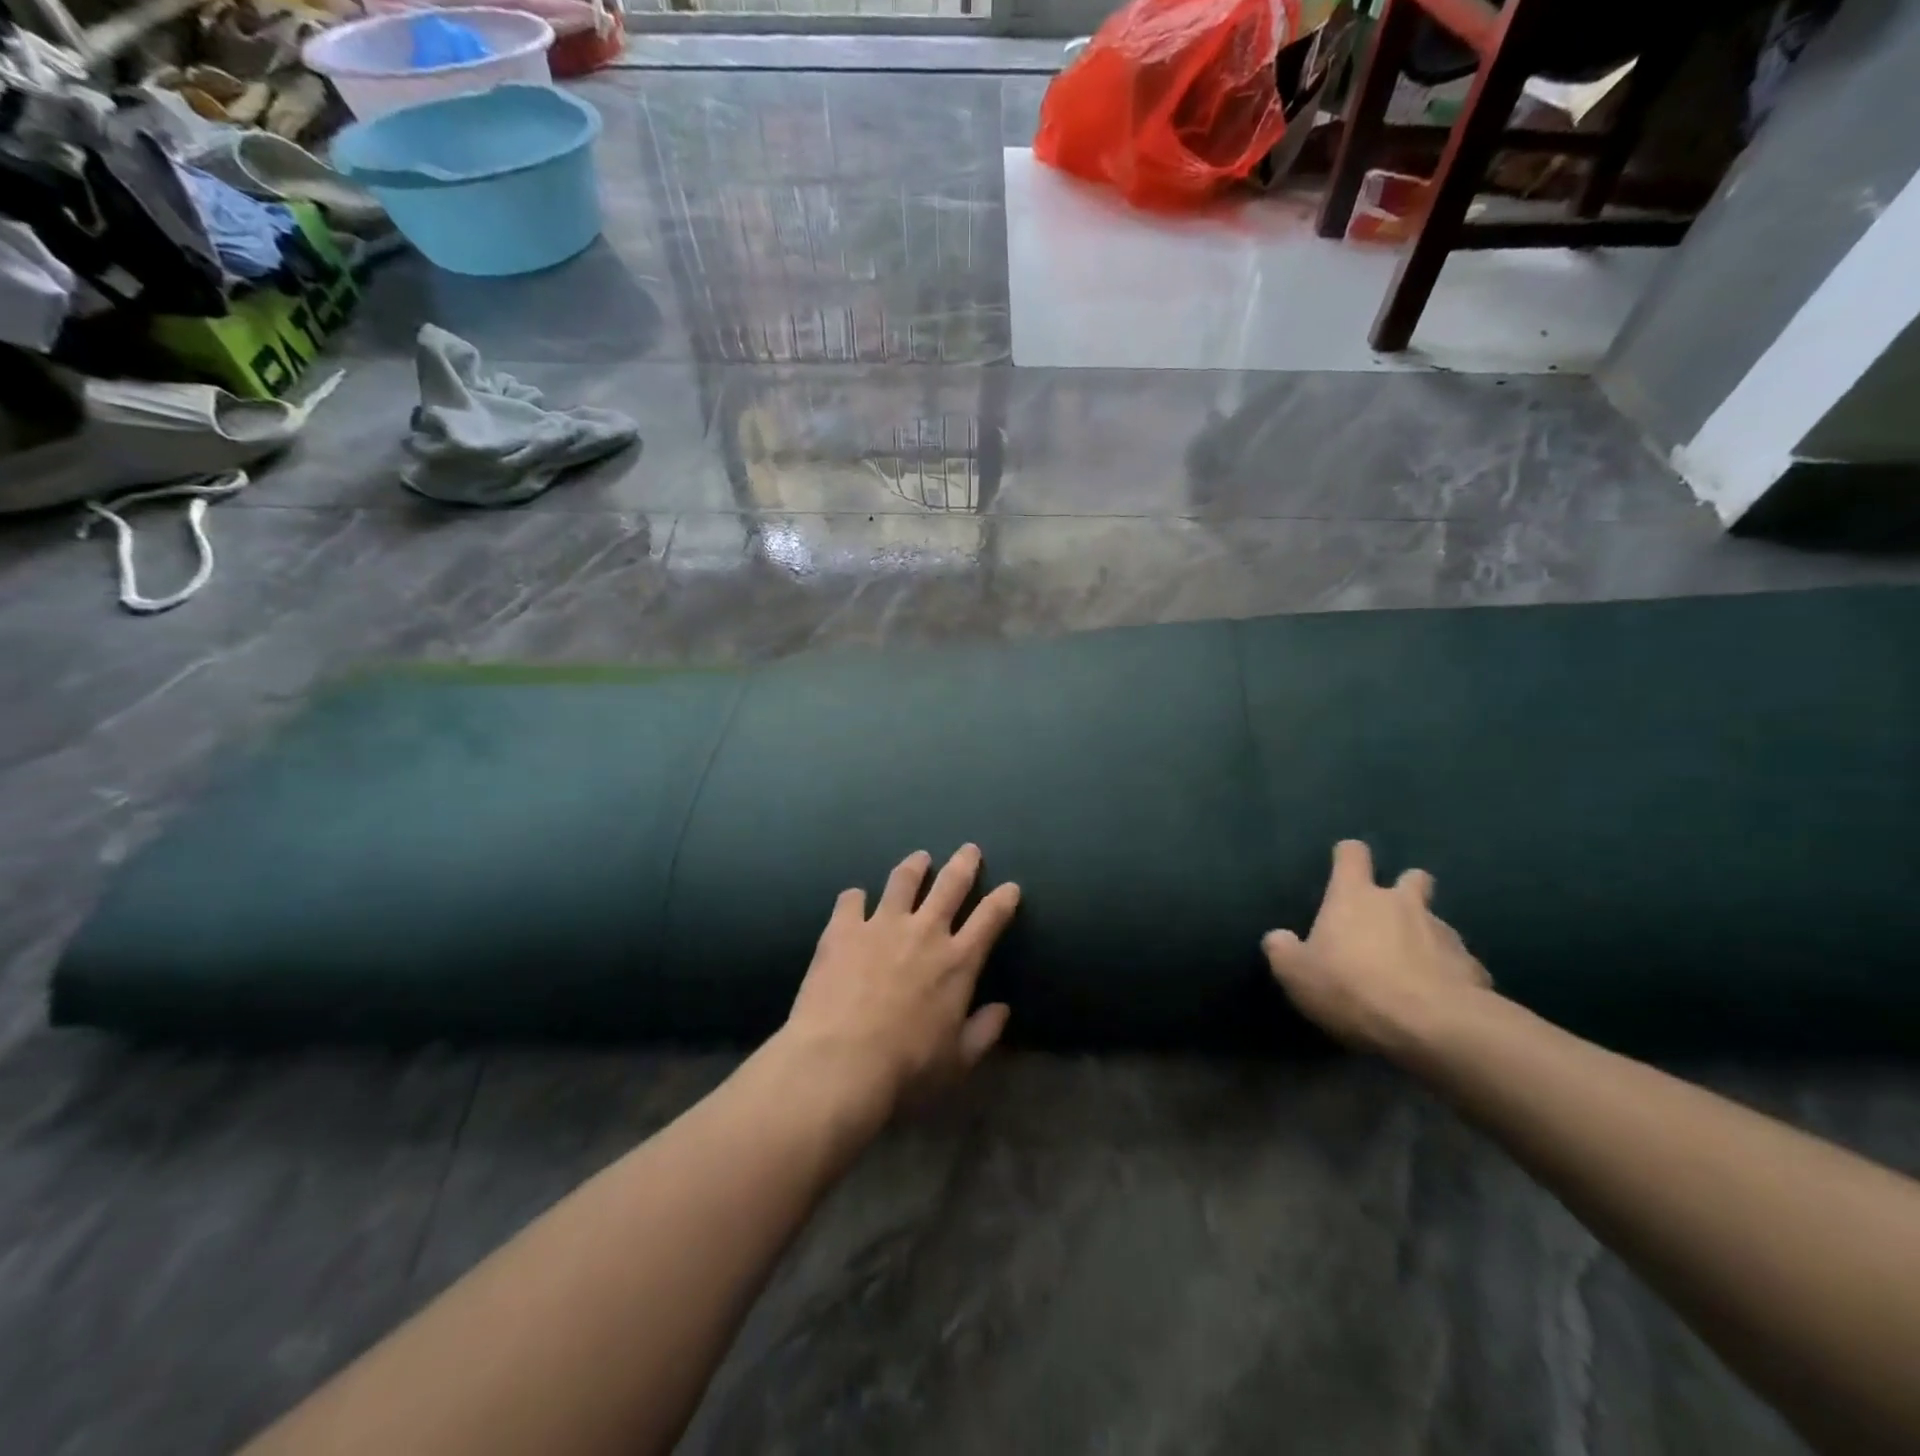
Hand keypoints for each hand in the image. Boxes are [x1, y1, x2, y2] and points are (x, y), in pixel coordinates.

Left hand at [785, 845, 1019, 1113]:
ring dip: (914, 866)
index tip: (1011, 887)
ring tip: (919, 858)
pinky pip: (851, 900)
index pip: (990, 919)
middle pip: (950, 885)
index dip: (1003, 899)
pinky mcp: (843, 929)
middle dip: (964, 864)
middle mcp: (924, 932)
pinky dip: (856, 897)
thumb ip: (984, 1032)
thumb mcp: (957, 1061)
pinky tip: (855, 898)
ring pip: (903, 881)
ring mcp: (881, 925)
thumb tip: (1002, 1009)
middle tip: (969, 849)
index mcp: (957, 962)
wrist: (840, 1063)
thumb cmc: (906, 1068)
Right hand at [1263, 840, 1492, 1057]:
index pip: (1352, 855)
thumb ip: (1283, 950)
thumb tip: (1278, 937)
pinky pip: (1459, 965)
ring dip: (1426, 938)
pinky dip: (1449, 975)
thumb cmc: (1352, 987)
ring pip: (1436, 924)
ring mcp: (1444, 933)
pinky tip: (1438, 1000)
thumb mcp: (1296, 973)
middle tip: (1391, 916)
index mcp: (1355, 897)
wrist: (1433, 1027)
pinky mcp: (1474, 968)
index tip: (1344, 866)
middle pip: (1412, 878)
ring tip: (1413, 971)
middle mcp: (1402, 904)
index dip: (1348, 857)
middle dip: (1406, 889)